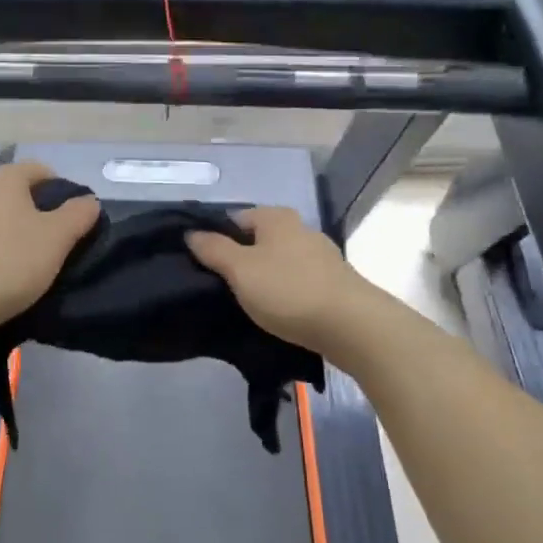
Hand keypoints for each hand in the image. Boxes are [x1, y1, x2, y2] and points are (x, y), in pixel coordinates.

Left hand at [0, 161, 101, 337]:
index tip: (74, 221)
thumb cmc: (10, 263)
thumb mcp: (57, 238)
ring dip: (14, 230)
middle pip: (16, 192)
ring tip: (28, 260)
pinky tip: (0, 271)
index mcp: (2, 177)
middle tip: (55, 242)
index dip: (63, 192)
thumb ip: (78, 214)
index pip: (42, 171)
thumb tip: (89, 201)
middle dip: (37, 212)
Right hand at [186, 207, 378, 355]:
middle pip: (259, 240)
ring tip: (248, 303)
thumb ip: (213, 249)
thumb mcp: (240, 270)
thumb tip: (191, 232)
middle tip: (222, 286)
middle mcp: (300, 228)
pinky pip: (298, 281)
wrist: (351, 325)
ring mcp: (321, 255)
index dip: (216, 238)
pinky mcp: (334, 281)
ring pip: (279, 261)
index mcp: (276, 217)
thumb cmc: (288, 290)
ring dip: (264, 277)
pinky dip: (285, 292)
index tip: (203, 265)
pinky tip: (278, 311)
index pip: (235, 218)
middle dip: (241, 259)